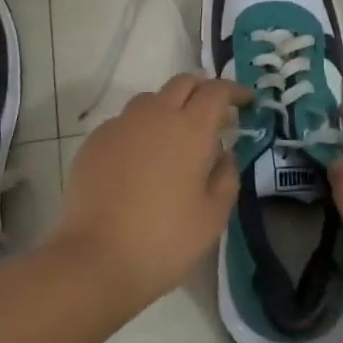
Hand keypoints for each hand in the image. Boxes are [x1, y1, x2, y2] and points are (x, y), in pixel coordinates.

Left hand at [52, 74, 246, 313]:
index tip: (247, 101)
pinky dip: (141, 129)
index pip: (217, 91)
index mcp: (190, 129)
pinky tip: (141, 158)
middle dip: (203, 89)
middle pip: (183, 83)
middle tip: (214, 112)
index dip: (235, 91)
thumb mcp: (212, 217)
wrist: (95, 259)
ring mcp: (121, 124)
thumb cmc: (164, 240)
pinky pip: (125, 122)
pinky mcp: (95, 141)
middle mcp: (155, 115)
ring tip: (176, 135)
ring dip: (170, 106)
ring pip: (151, 99)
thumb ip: (226, 177)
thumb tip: (224, 153)